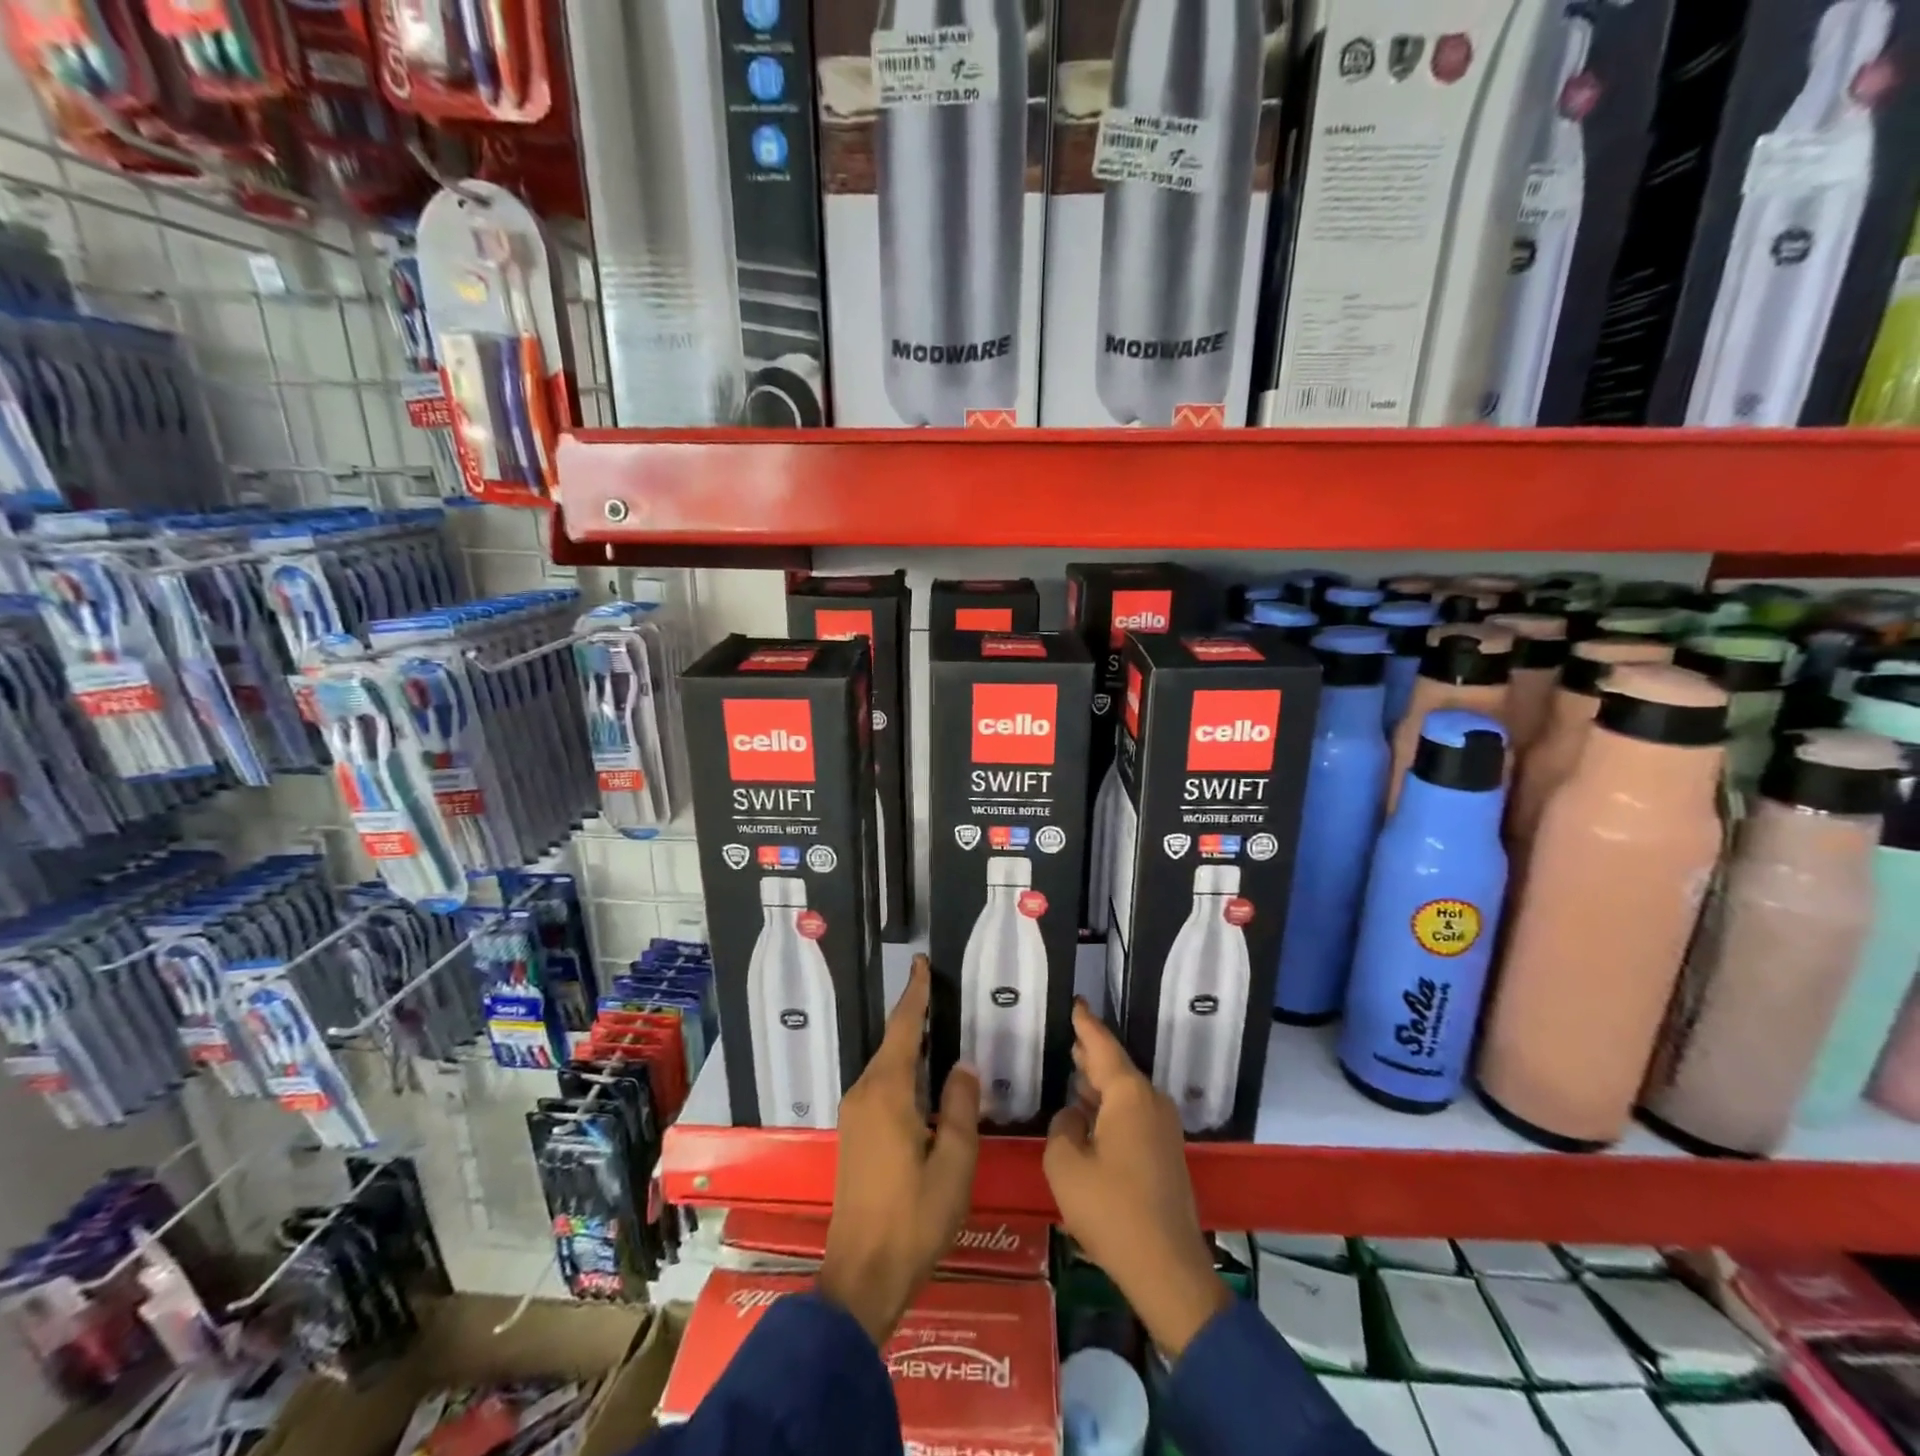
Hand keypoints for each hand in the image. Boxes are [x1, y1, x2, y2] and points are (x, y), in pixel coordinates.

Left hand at [819, 955, 980, 1344]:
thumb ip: (959, 1107)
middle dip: (914, 1016)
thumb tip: (962, 1066)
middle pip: (892, 1043)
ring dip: (909, 1045)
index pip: (904, 1029)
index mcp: (888, 1092)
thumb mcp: (954, 1163)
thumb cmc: (914, 1218)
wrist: (862, 1275)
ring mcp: (855, 1114)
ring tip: (938, 1028)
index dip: (914, 994)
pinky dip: (902, 1069)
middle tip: (941, 993)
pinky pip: (881, 1085)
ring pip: (886, 1065)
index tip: (921, 964)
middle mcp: (865, 1093)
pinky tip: (922, 1077)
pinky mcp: (854, 1133)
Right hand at [1045, 1000, 1227, 1358]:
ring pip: (1125, 1092)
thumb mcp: (1066, 1166)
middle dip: (1091, 1053)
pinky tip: (1089, 1115)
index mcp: (1129, 1094)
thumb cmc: (1112, 1211)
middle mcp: (1151, 1101)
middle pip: (1116, 1067)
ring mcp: (1163, 1128)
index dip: (1086, 1024)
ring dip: (1099, 1084)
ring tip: (1073, 1070)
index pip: (1102, 1045)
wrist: (1168, 1270)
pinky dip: (1110, 1108)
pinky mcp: (1165, 1152)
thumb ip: (1062, 1127)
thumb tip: (1073, 1115)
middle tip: (1067, 1037)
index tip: (1076, 1001)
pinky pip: (1132, 1114)